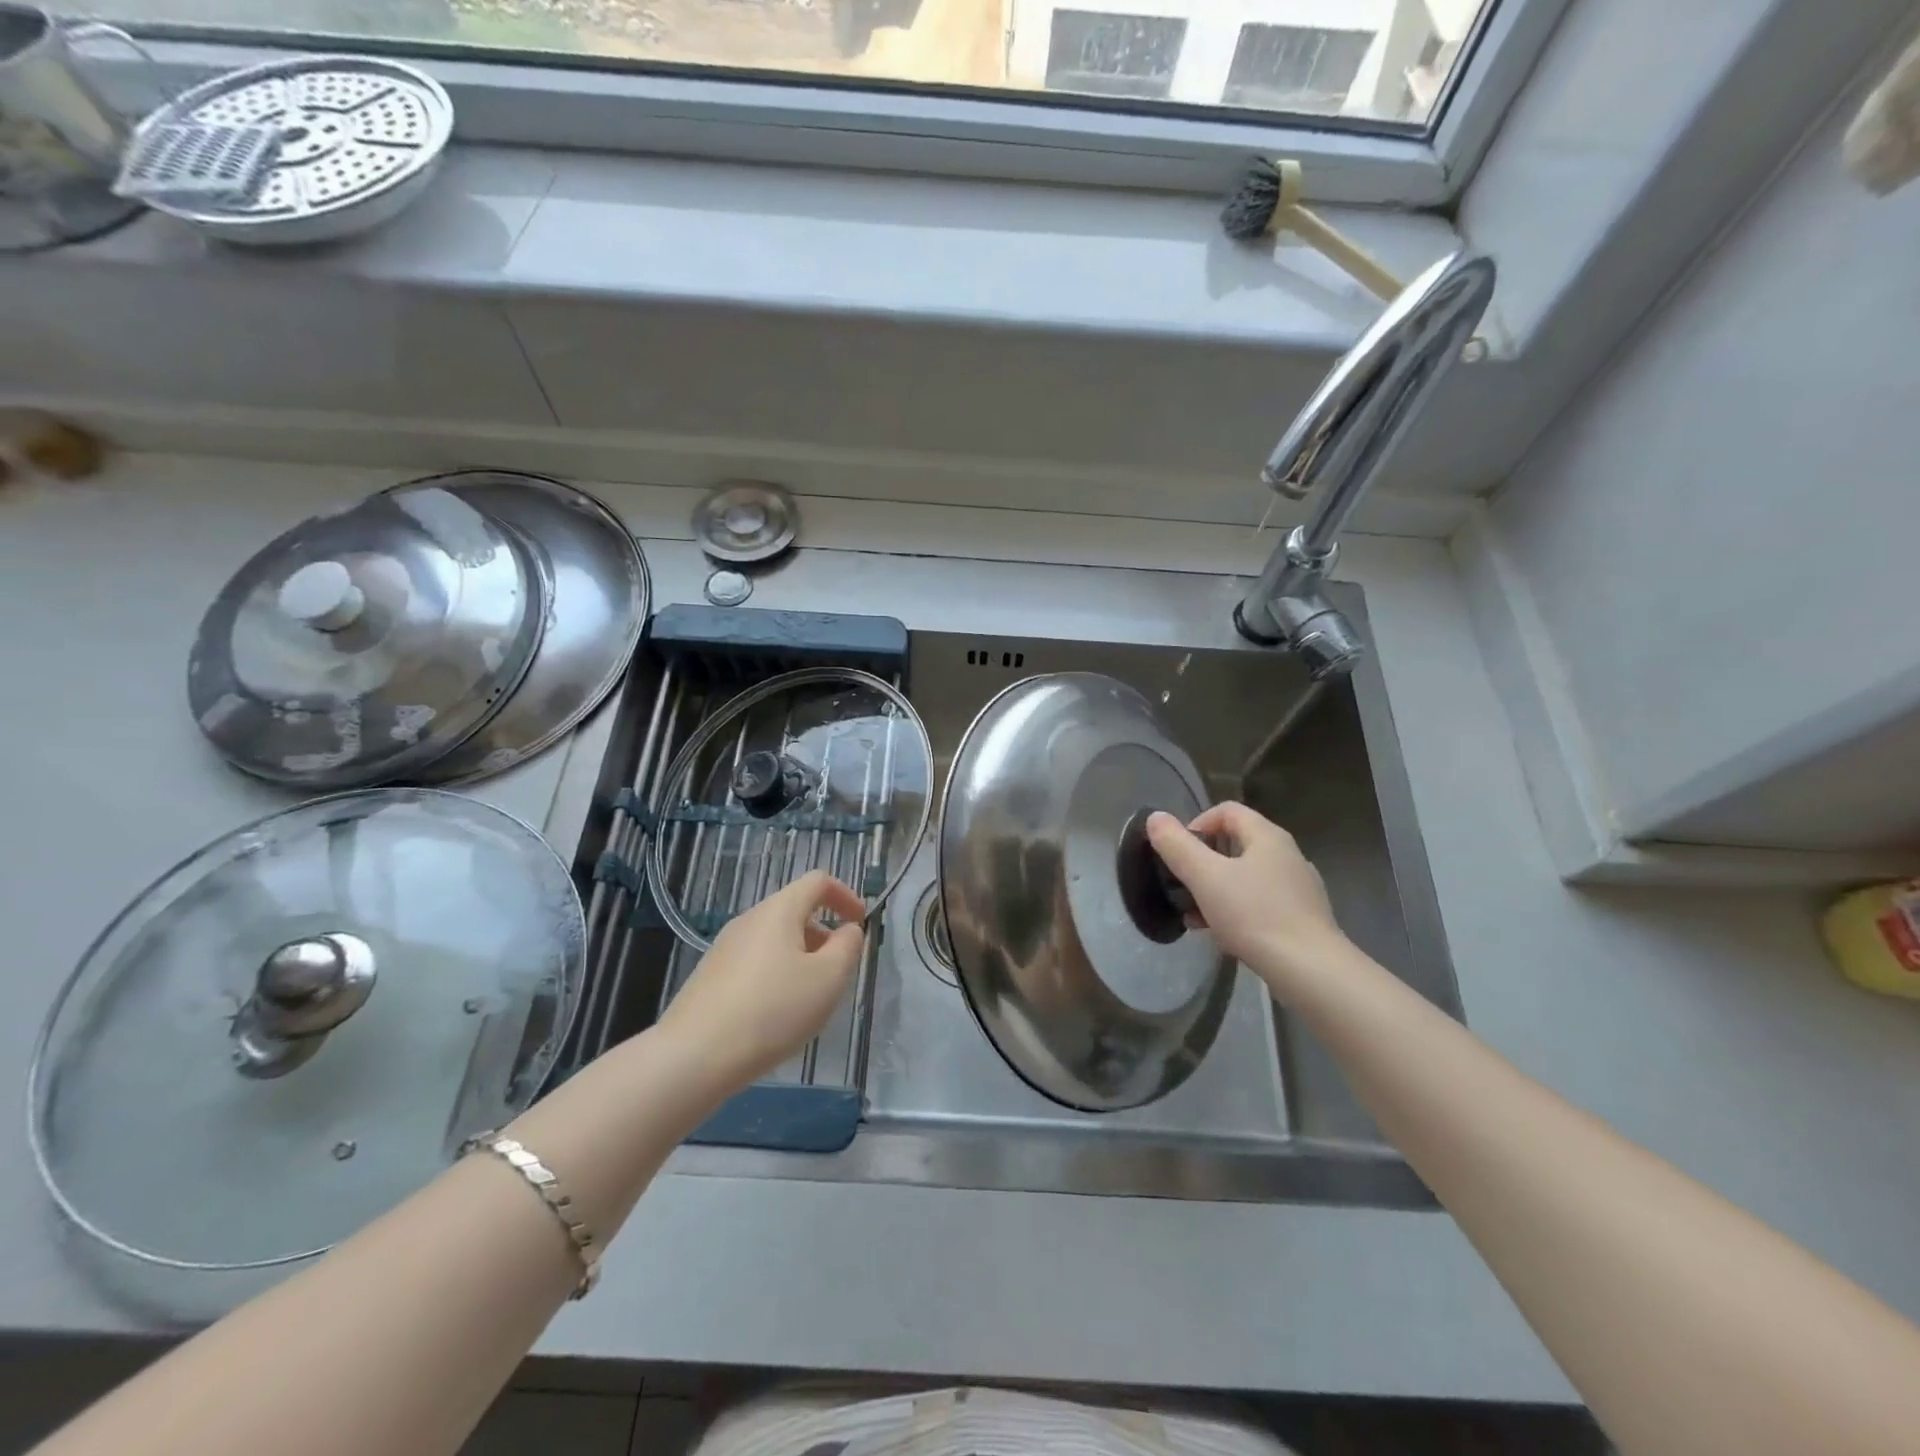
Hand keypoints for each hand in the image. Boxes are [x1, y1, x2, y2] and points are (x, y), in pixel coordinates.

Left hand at [657, 871, 866, 1094]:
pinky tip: (775, 1015)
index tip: (860, 923)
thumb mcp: (828, 979)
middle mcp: (748, 920)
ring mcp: (724, 948)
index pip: (818, 881)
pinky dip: (776, 975)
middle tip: (838, 971)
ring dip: (800, 957)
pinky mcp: (709, 976)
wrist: (693, 1057)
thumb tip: (847, 930)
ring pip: (774, 939)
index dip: (845, 895)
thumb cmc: (772, 1010)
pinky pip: (754, 962)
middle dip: (823, 933)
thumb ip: (847, 947)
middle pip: (794, 910)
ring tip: (809, 999)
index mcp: (778, 911)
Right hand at [1146, 802, 1349, 995]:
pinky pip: (1261, 902)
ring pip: (1247, 876)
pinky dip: (1237, 910)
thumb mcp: (1205, 878)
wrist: (1310, 971)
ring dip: (1217, 889)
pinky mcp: (1303, 917)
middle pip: (1236, 843)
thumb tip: (1155, 817)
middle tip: (1184, 887)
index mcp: (1267, 836)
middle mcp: (1287, 854)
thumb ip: (1177, 846)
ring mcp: (1299, 887)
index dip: (1197, 824)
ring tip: (1197, 916)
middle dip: (1203, 862)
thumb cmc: (1254, 915)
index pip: (1226, 810)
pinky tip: (1223, 935)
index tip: (1179, 854)